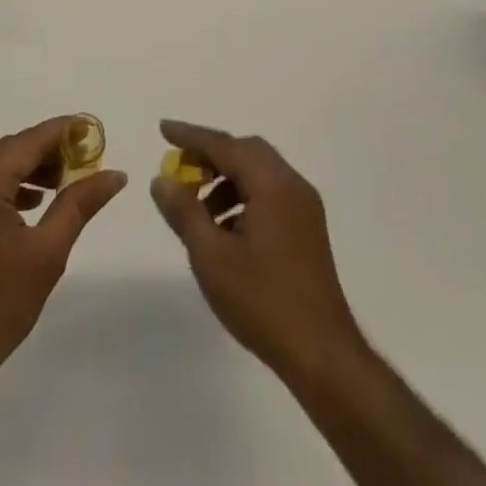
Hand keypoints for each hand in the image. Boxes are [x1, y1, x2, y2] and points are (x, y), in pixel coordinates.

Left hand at [0, 116, 127, 384]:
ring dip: (29, 168)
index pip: (29, 140)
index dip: (64, 131)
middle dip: (48, 151)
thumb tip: (115, 174)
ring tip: (63, 183)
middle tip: (84, 162)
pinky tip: (32, 203)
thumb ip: (80, 203)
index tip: (93, 130)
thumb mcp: (48, 252)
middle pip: (11, 149)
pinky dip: (8, 185)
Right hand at [150, 120, 363, 382]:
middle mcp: (292, 185)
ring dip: (226, 178)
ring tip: (198, 208)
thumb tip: (162, 180)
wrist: (323, 356)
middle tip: (180, 169)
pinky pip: (270, 193)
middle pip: (245, 151)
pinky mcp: (308, 230)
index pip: (224, 145)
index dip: (191, 136)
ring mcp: (304, 208)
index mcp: (272, 184)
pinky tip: (225, 230)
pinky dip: (243, 196)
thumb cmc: (264, 302)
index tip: (162, 129)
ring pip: (258, 173)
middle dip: (210, 155)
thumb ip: (184, 212)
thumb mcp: (212, 257)